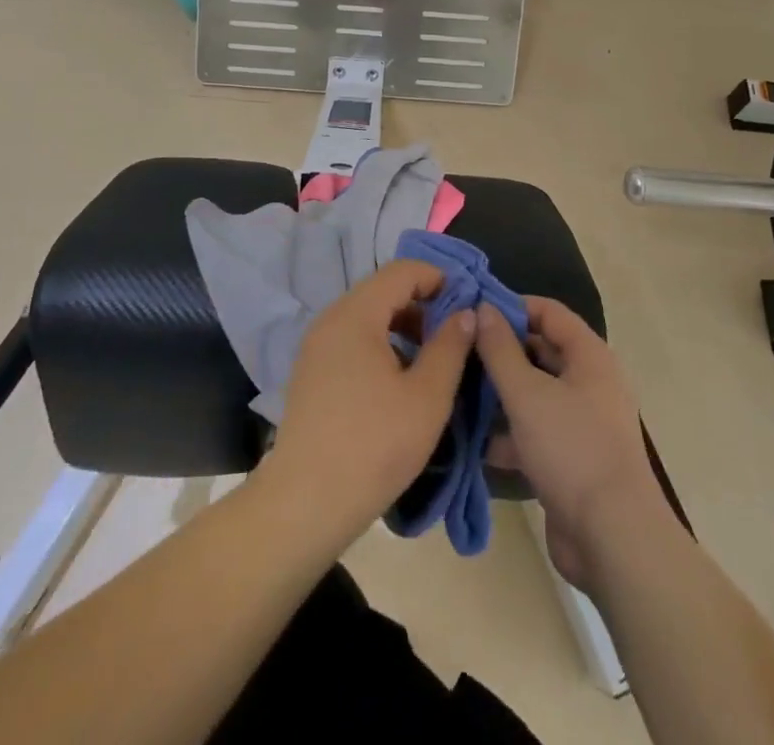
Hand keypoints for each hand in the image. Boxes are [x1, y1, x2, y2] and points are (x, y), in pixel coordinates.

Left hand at [259, 260, 474, 542]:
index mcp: (356, 314)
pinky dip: (381, 343)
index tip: (468, 303)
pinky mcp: (311, 371)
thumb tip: (466, 313)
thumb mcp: (427, 397)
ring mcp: (316, 345)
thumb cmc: (374, 446)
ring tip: (432, 358)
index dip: (438, 278)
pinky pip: (352, 338)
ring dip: (403, 325)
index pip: (401, 271)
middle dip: (423, 303)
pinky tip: (400, 379)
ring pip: (368, 315)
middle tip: (455, 334)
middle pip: (382, 289)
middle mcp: (331, 319)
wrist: (305, 503)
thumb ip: (450, 347)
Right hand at [474, 298, 669, 589]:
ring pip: (534, 395)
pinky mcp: (571, 460)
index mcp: (589, 357)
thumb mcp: (527, 393)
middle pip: (541, 352)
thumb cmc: (571, 449)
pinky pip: (535, 433)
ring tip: (455, 392)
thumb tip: (482, 308)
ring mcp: (582, 423)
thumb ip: (500, 349)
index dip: (511, 306)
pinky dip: (508, 435)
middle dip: (500, 352)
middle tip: (457, 352)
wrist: (613, 539)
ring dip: (499, 395)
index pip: (548, 312)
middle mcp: (590, 383)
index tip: (472, 311)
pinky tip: (472, 442)